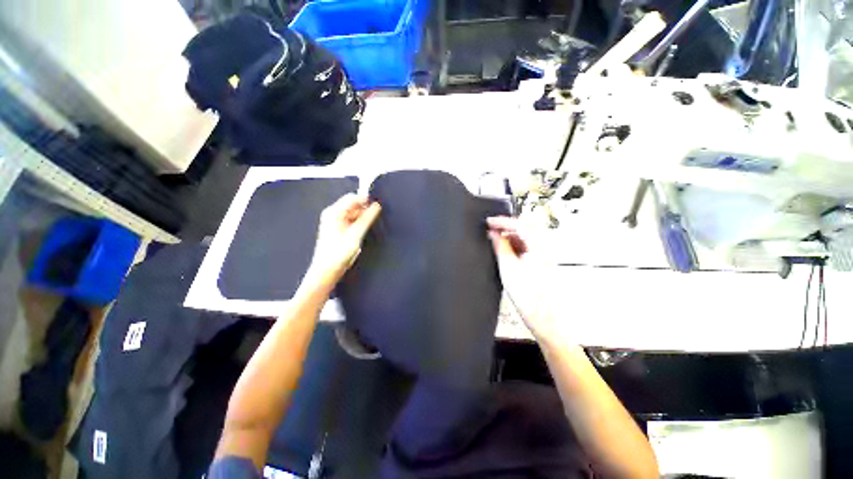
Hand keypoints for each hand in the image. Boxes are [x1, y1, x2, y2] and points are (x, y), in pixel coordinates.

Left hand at [307, 194, 380, 286]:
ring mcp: (335, 222)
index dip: (365, 200)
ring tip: (367, 228)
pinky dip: (358, 223)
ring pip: (353, 213)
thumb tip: (377, 206)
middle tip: (374, 219)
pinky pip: (351, 221)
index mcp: (333, 212)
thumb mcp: (356, 234)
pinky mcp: (338, 229)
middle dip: (364, 210)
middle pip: (352, 205)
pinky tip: (361, 231)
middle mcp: (333, 214)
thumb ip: (367, 218)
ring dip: (362, 217)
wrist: (327, 270)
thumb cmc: (339, 253)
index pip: (352, 197)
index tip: (377, 206)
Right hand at [487, 217, 565, 344]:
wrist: (542, 316)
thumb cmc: (529, 295)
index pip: (519, 224)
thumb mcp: (508, 267)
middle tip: (491, 229)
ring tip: (495, 240)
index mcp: (539, 246)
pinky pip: (525, 247)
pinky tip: (504, 250)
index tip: (489, 222)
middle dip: (506, 227)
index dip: (502, 221)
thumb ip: (500, 246)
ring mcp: (543, 255)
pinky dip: (513, 245)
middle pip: (524, 229)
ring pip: (524, 237)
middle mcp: (544, 247)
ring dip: (509, 236)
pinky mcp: (540, 262)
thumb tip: (493, 233)